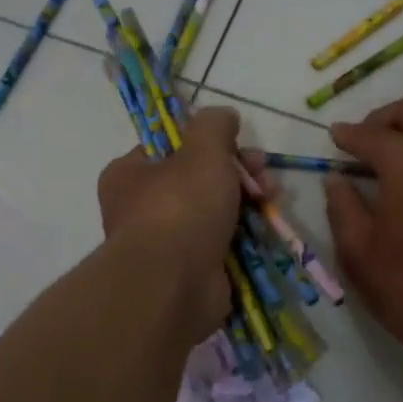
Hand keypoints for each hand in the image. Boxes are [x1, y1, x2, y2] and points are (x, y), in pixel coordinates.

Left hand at [97, 106, 243, 338]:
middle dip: (238, 174)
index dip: (210, 143)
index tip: (242, 145)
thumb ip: (215, 126)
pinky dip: (244, 238)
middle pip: (198, 180)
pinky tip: (266, 230)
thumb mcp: (202, 150)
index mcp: (130, 174)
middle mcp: (141, 209)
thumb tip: (224, 115)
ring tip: (272, 200)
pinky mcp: (190, 273)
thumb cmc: (180, 208)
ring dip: (247, 204)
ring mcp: (166, 244)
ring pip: (214, 213)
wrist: (173, 286)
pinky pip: (222, 246)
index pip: (172, 148)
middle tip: (264, 176)